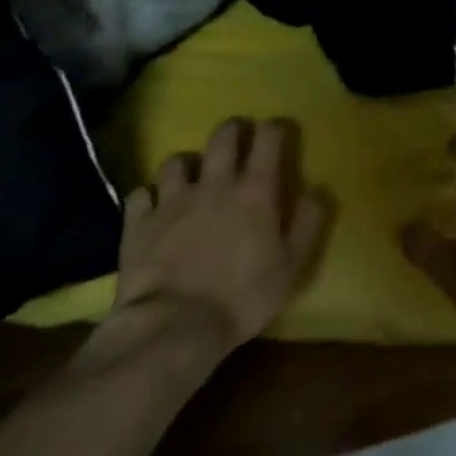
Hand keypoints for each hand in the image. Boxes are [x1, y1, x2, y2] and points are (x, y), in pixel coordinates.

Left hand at [112, 118, 328, 359]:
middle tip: (238, 136)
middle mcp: (215, 184)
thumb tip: (316, 191)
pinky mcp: (139, 223)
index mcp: (255, 191)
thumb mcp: (290, 266)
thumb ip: (306, 224)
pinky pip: (140, 194)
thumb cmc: (241, 298)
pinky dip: (148, 195)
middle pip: (223, 138)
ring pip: (176, 160)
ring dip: (187, 163)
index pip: (268, 139)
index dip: (275, 128)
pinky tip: (152, 206)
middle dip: (233, 130)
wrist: (173, 328)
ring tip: (191, 174)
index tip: (279, 130)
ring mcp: (172, 201)